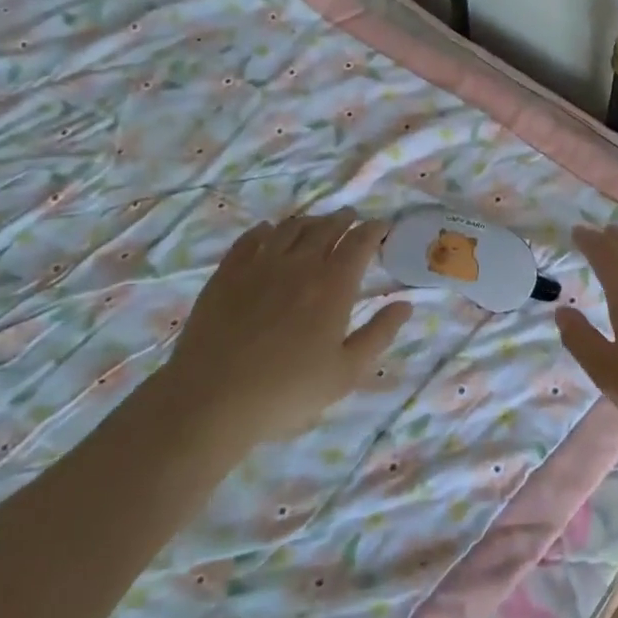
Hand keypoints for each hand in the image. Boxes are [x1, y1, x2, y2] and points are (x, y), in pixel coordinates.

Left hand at [163, 211, 410, 445]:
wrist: (211, 399)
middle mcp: (299, 264)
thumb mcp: (346, 372)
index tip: (381, 226)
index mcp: (333, 285)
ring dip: (308, 221)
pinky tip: (267, 232)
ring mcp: (260, 265)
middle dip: (343, 219)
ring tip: (315, 223)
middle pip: (325, 228)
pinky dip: (265, 231)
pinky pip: (250, 239)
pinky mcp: (227, 274)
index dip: (373, 230)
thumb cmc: (287, 391)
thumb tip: (405, 304)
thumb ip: (379, 334)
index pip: (359, 243)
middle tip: (350, 217)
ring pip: (289, 228)